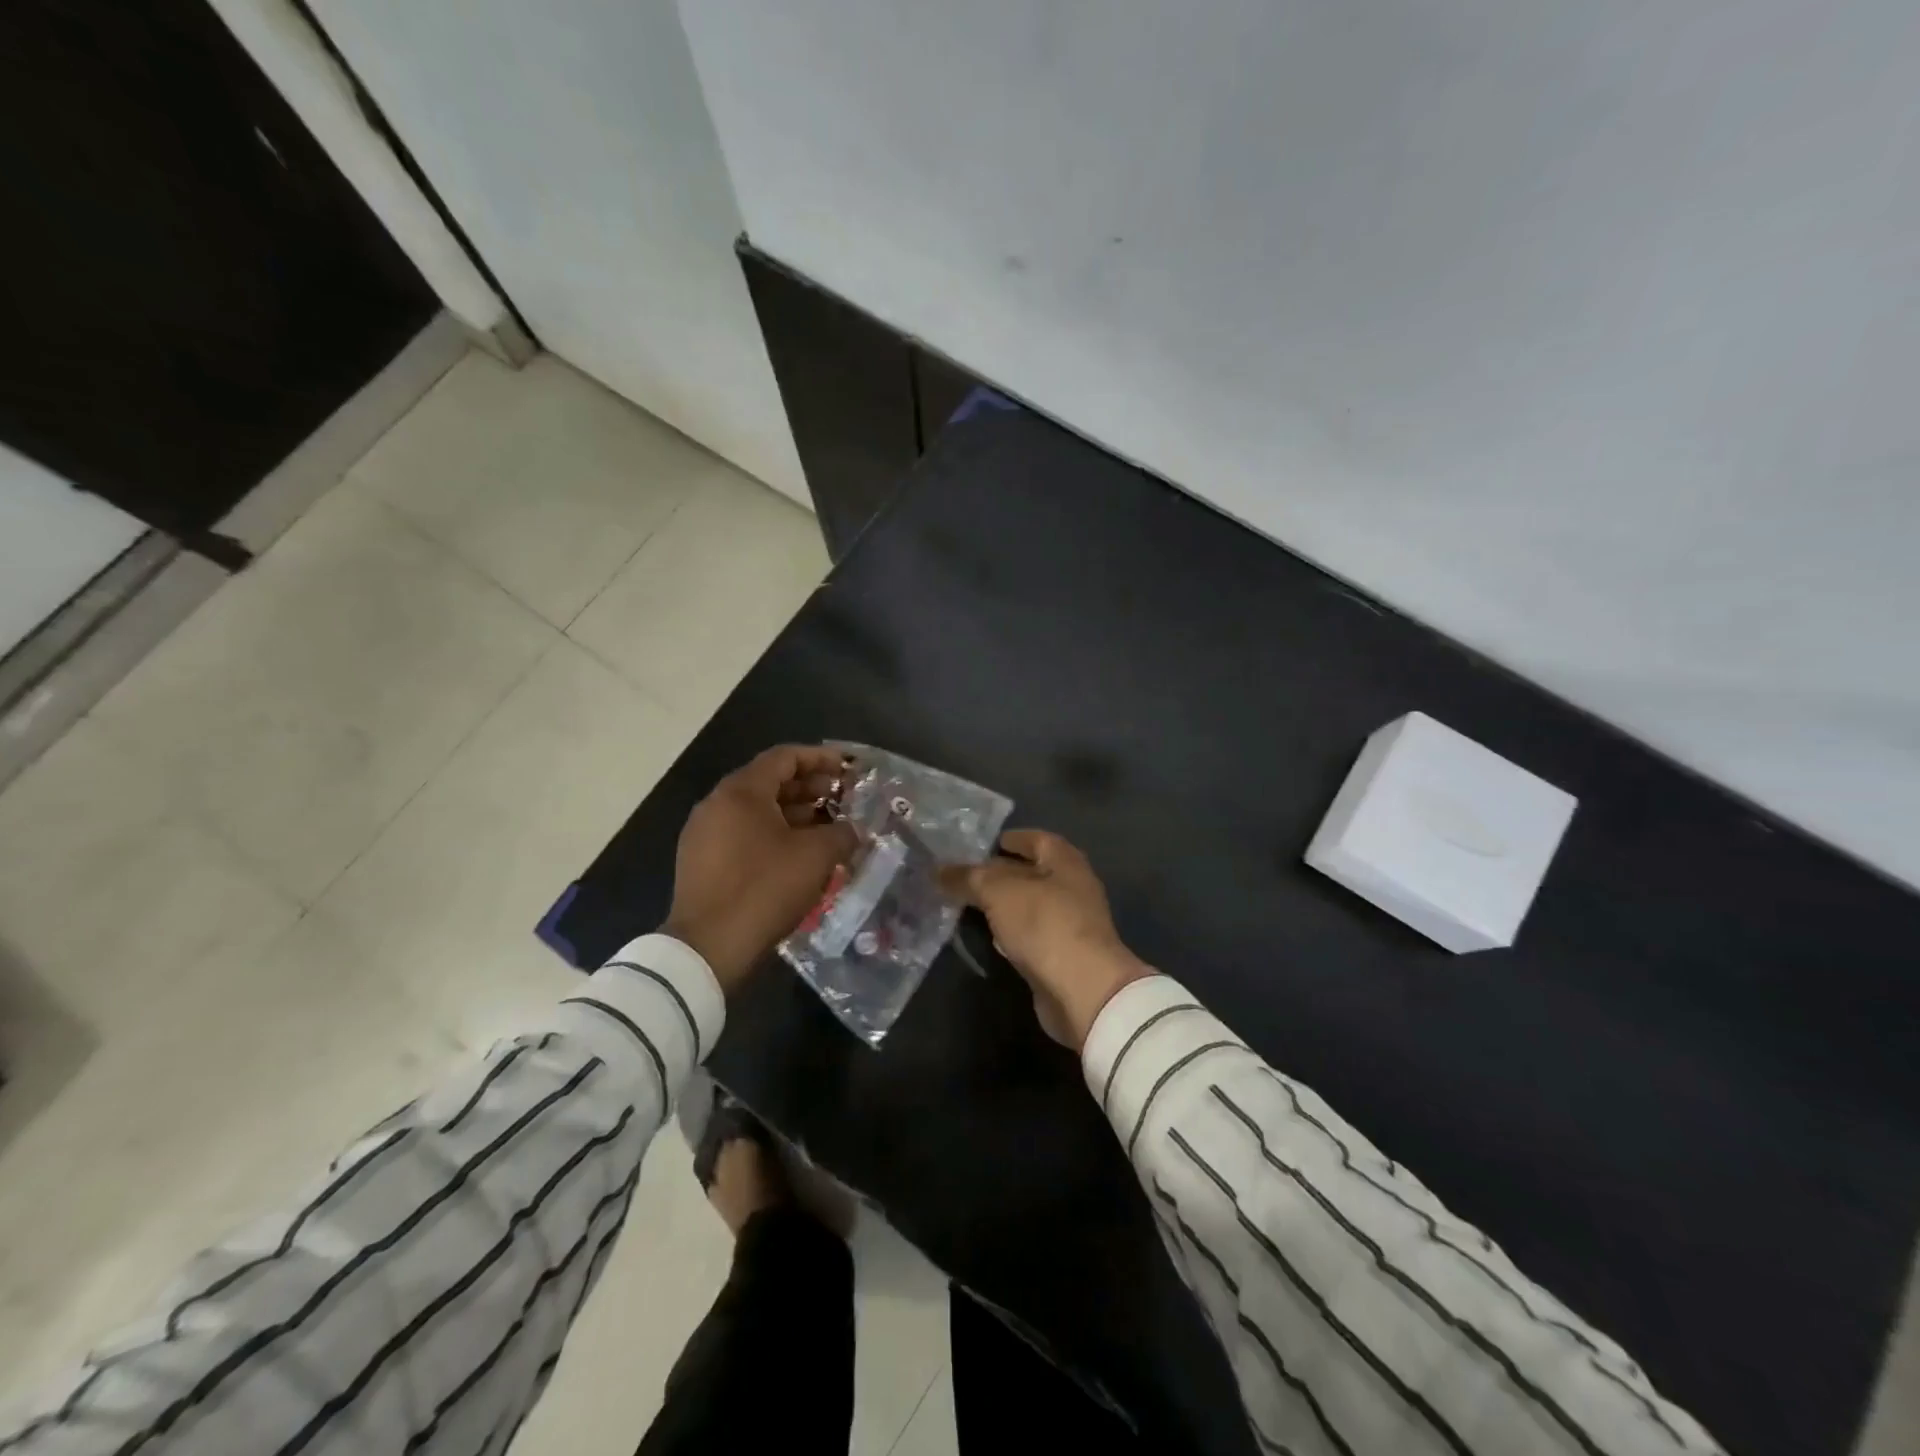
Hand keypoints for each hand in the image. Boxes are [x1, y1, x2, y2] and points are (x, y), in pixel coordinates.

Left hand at [664, 745, 856, 992]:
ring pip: (756, 811)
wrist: (708, 949)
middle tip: (842, 798)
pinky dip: (774, 834)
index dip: (820, 758)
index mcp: (741, 792)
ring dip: (794, 814)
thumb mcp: (816, 857)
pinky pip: (743, 835)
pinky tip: (799, 854)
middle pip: (769, 782)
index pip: (784, 757)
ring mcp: (704, 834)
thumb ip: (841, 833)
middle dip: (809, 787)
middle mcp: (716, 804)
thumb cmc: (764, 889)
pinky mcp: (701, 862)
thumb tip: (851, 830)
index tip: (848, 768)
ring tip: (827, 827)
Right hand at [941, 830, 1152, 1048]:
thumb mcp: (998, 892)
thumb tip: (938, 870)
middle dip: (1000, 873)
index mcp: (1065, 862)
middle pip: (1032, 873)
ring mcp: (1070, 924)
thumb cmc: (1044, 925)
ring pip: (1029, 906)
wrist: (1082, 990)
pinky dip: (1010, 932)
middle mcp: (1073, 888)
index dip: (1011, 839)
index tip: (982, 845)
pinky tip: (989, 937)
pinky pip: (1031, 935)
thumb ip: (968, 877)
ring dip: (1004, 904)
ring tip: (968, 903)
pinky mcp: (1062, 956)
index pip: (1037, 839)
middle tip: (964, 875)